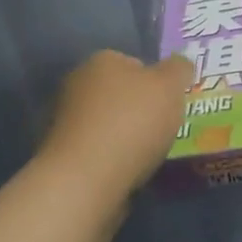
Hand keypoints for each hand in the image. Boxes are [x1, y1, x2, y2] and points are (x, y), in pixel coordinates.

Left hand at [38, 50, 192, 198]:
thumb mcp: (171, 85)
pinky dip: (112, 158)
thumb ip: (179, 69)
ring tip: (148, 155)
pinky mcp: (62, 155)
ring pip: (108, 123)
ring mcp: (65, 121)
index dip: (156, 82)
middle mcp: (77, 84)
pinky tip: (127, 171)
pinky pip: (97, 150)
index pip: (134, 63)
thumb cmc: (132, 122)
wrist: (85, 181)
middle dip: (139, 109)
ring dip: (124, 135)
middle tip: (163, 128)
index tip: (170, 103)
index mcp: (101, 60)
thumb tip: (179, 64)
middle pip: (119, 93)